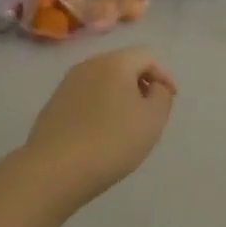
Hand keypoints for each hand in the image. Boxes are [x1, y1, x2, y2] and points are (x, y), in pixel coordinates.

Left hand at [24, 47, 177, 202]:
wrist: (53, 171)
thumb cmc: (111, 141)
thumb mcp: (152, 120)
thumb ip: (162, 96)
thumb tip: (154, 87)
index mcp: (115, 62)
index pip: (147, 56)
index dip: (165, 75)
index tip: (171, 99)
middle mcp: (89, 64)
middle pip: (124, 65)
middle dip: (141, 84)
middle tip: (151, 111)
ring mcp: (67, 84)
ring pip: (103, 81)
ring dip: (120, 96)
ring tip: (128, 125)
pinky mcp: (54, 104)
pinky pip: (86, 97)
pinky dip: (100, 107)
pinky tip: (102, 133)